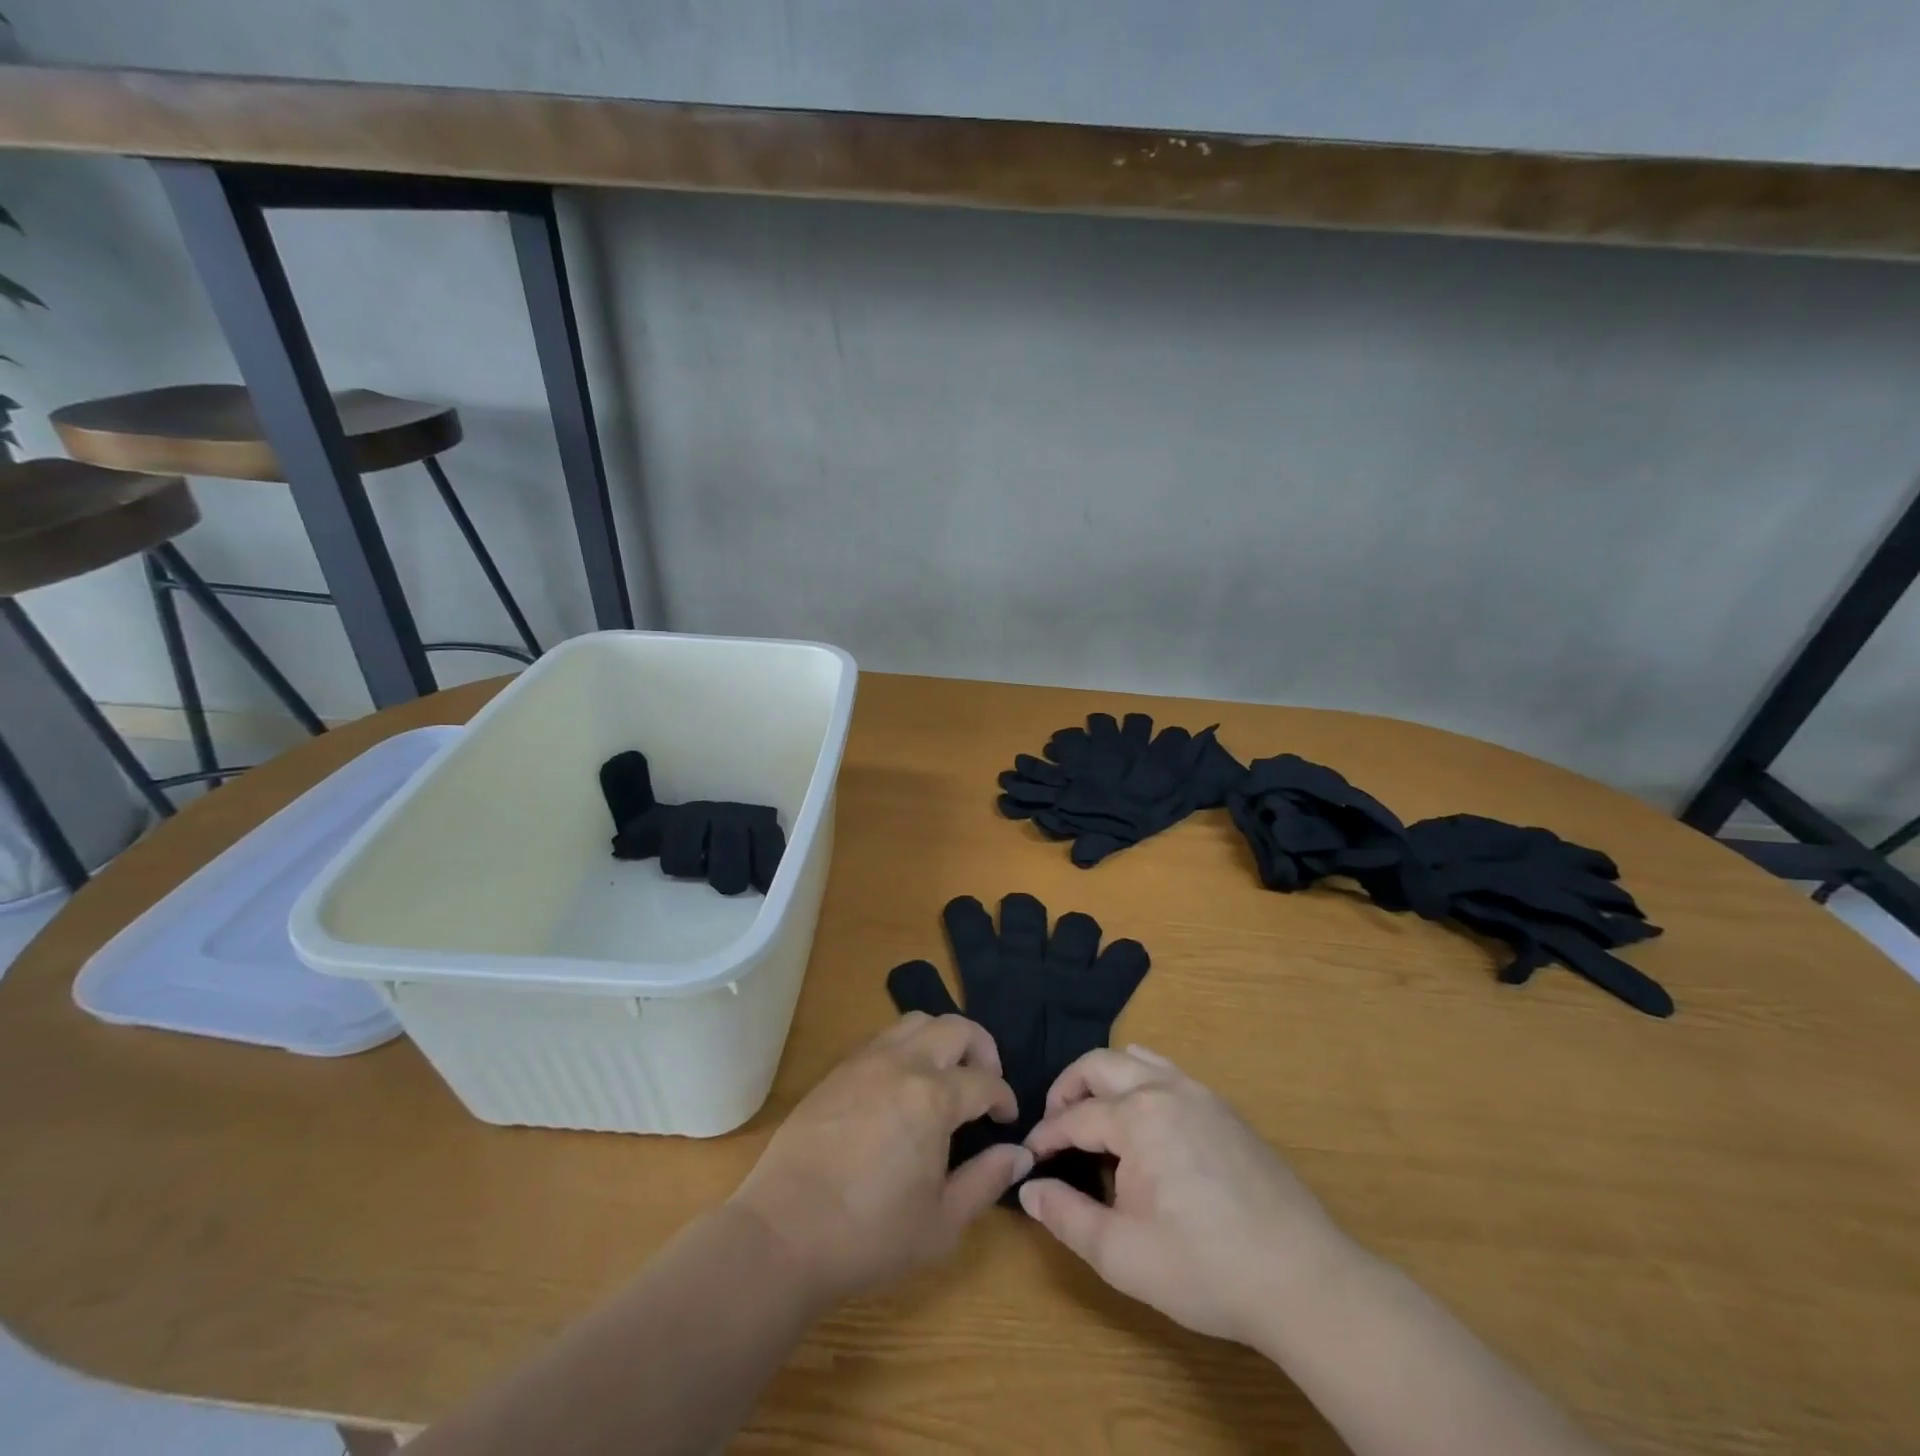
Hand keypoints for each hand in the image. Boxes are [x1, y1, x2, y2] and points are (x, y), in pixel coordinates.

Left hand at [729, 1013, 1032, 1304]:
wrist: (783, 1233)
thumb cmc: (869, 1235)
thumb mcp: (941, 1223)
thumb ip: (986, 1181)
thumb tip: (1019, 1152)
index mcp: (933, 1097)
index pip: (984, 1081)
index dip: (1004, 1097)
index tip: (1007, 1119)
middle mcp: (902, 1064)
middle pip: (955, 1028)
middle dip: (981, 1049)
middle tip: (984, 1083)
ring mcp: (865, 1061)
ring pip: (916, 1021)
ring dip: (941, 1039)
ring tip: (945, 1075)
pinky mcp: (837, 1070)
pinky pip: (882, 1038)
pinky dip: (906, 1047)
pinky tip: (902, 1085)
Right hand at [1020, 1046, 1354, 1343]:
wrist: (1301, 1278)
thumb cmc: (1204, 1268)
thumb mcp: (1122, 1254)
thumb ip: (1066, 1217)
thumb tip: (1028, 1189)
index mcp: (1136, 1116)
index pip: (1074, 1116)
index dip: (1046, 1137)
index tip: (1029, 1159)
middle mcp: (1164, 1089)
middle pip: (1099, 1064)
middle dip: (1067, 1088)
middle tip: (1055, 1126)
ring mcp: (1199, 1093)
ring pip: (1135, 1059)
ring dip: (1104, 1078)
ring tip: (1093, 1115)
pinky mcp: (1223, 1108)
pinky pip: (1167, 1073)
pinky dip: (1139, 1081)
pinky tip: (1143, 1123)